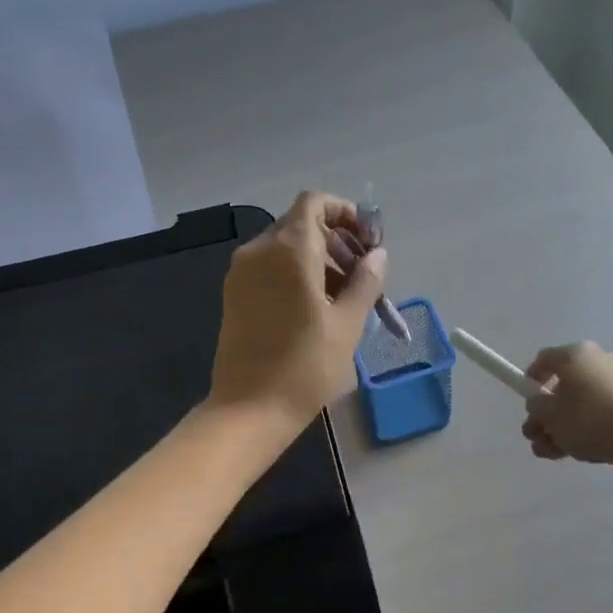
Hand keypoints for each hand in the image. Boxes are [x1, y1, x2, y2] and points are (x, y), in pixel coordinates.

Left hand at [209, 191, 387, 430]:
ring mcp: (241, 272)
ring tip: (345, 299)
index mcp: (289, 249)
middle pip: (302, 225)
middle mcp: (259, 250)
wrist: (248, 410)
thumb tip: (378, 255)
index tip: (368, 244)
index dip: (345, 214)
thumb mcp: (348, 324)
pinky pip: (270, 268)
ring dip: (319, 261)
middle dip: (337, 242)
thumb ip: (366, 281)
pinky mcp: (234, 294)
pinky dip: (296, 274)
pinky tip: (315, 309)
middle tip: (363, 278)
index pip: (315, 203)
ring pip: (286, 248)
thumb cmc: (305, 367)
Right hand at [521, 342, 612, 471]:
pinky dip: (583, 429)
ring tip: (547, 452)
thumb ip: (536, 407)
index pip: (544, 359)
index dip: (530, 380)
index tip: (526, 402)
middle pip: (562, 385)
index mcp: (576, 355)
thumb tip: (540, 404)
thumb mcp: (551, 415)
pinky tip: (569, 453)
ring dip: (560, 427)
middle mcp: (598, 362)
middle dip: (544, 414)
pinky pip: (599, 413)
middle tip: (533, 435)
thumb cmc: (591, 420)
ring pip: (580, 404)